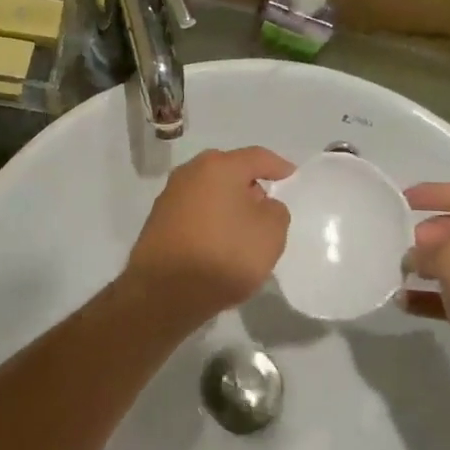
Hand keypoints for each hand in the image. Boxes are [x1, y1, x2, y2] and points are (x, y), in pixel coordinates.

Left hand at [122, 148, 293, 324]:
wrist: (165, 292)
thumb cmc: (225, 254)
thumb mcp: (271, 233)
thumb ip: (275, 211)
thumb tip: (261, 205)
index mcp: (218, 166)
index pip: (257, 157)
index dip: (278, 166)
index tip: (291, 176)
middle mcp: (189, 172)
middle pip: (229, 171)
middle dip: (249, 185)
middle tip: (266, 206)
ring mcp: (169, 196)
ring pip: (209, 192)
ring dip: (227, 204)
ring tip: (243, 228)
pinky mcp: (158, 221)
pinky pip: (194, 212)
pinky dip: (210, 220)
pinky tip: (218, 242)